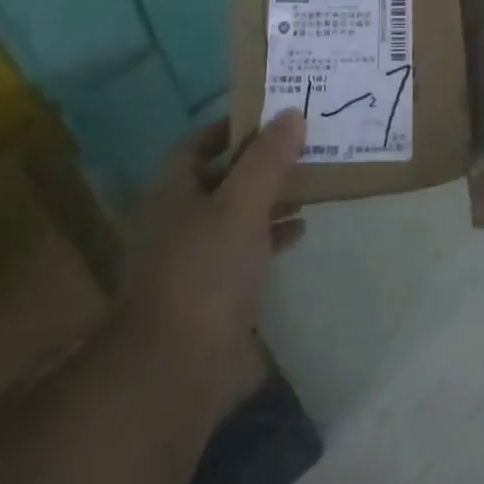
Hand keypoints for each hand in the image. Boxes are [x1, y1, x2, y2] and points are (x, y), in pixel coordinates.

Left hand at [116, 111, 306, 419]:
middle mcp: (178, 218)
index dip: (234, 126)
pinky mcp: (211, 292)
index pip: (200, 142)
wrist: (175, 369)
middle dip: (261, 162)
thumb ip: (268, 158)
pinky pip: (244, 249)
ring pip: (235, 213)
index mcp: (173, 190)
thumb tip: (292, 114)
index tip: (275, 117)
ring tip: (311, 183)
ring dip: (269, 198)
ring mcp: (193, 258)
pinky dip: (270, 235)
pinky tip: (299, 232)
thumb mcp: (241, 204)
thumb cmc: (205, 271)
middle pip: (222, 176)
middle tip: (304, 146)